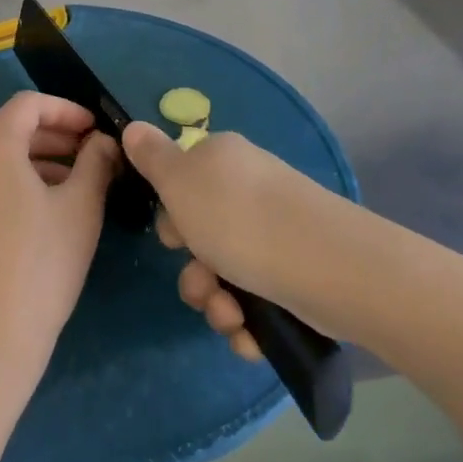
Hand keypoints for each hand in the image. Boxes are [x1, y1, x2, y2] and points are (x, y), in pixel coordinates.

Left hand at [0, 92, 118, 385]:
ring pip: (1, 159)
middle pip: (12, 129)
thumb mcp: (81, 206)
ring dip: (41, 160)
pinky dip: (20, 182)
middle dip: (56, 135)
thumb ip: (97, 162)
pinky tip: (50, 210)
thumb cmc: (42, 263)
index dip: (66, 109)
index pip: (28, 104)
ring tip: (80, 182)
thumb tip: (103, 141)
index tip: (96, 129)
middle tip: (94, 153)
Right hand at [122, 123, 344, 356]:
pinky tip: (252, 335)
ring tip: (231, 317)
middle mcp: (250, 192)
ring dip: (218, 304)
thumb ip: (152, 157)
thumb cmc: (240, 219)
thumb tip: (133, 126)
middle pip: (201, 236)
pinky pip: (257, 301)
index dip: (171, 216)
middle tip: (203, 284)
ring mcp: (276, 234)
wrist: (329, 267)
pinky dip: (249, 322)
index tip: (173, 237)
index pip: (181, 183)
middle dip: (194, 272)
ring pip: (226, 275)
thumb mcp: (180, 182)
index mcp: (222, 161)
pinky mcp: (297, 274)